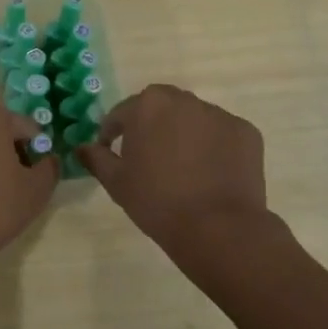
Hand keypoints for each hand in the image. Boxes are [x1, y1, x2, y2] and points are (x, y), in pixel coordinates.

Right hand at [78, 85, 267, 257]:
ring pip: (194, 119)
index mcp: (148, 105)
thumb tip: (81, 147)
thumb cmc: (157, 202)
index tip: (112, 152)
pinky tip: (211, 174)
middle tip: (149, 157)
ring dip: (184, 134)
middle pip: (161, 107)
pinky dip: (214, 147)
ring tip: (183, 168)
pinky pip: (222, 134)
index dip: (113, 133)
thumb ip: (96, 159)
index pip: (122, 113)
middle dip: (152, 126)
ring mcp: (219, 114)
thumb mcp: (117, 182)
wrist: (218, 228)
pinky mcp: (246, 132)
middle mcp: (185, 100)